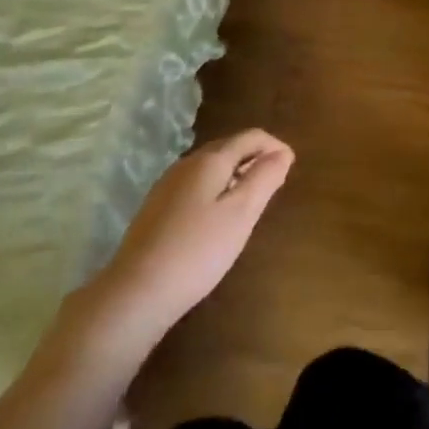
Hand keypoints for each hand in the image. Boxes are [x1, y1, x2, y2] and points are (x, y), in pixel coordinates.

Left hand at [98, 130, 293, 331]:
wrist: (137, 292)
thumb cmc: (198, 250)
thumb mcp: (241, 214)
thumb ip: (264, 178)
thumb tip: (282, 153)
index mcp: (210, 160)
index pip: (251, 137)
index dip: (275, 146)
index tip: (291, 167)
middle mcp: (187, 163)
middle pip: (229, 147)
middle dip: (255, 158)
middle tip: (275, 184)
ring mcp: (168, 184)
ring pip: (211, 167)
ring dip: (236, 174)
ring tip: (251, 202)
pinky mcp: (157, 207)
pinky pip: (196, 185)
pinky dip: (217, 189)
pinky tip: (218, 219)